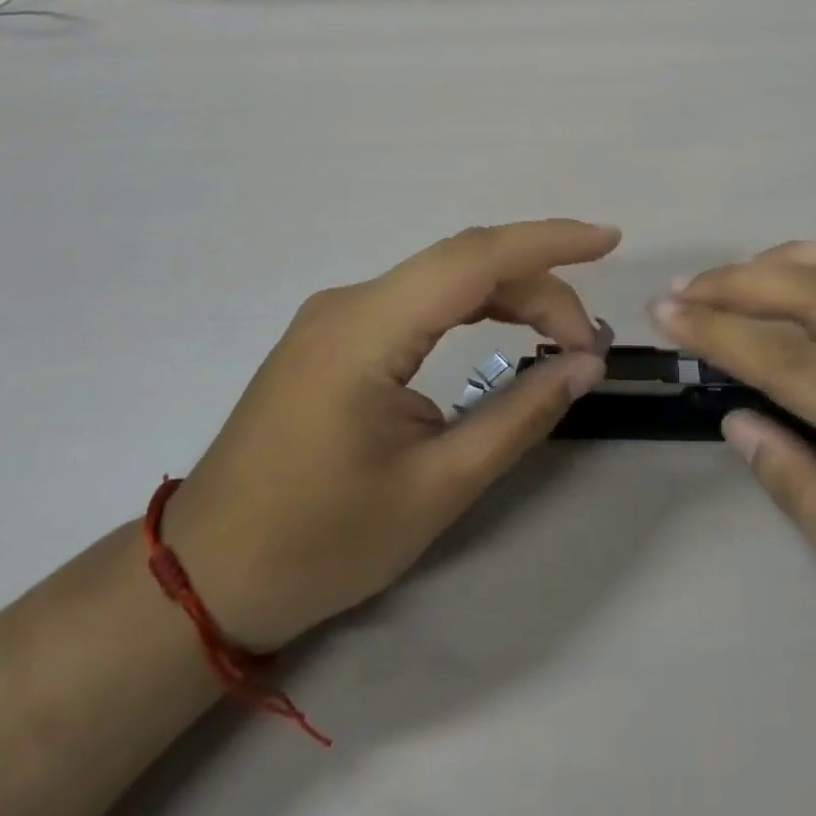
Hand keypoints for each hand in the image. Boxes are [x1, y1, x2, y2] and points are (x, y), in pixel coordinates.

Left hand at [163, 220, 619, 650]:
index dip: (548, 241)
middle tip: (585, 344)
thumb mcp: (435, 490)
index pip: (473, 259)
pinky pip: (417, 299)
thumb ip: (517, 417)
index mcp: (365, 331)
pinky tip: (502, 328)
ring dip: (508, 294)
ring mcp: (336, 313)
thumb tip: (585, 364)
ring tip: (560, 337)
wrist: (206, 576)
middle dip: (538, 287)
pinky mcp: (334, 333)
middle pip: (462, 264)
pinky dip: (471, 305)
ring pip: (441, 277)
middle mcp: (350, 302)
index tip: (609, 239)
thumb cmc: (318, 543)